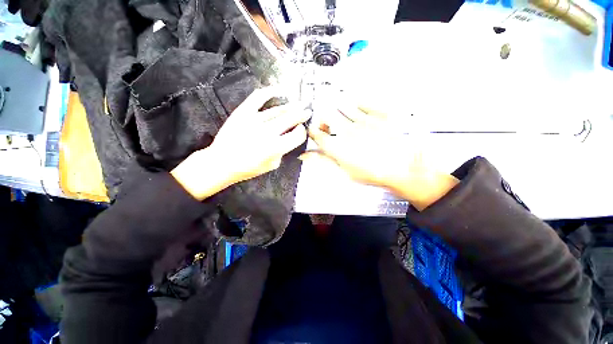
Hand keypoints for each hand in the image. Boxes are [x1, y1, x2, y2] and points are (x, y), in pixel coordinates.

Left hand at [172, 87, 309, 199]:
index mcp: (276, 148)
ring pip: (278, 110)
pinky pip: (258, 97)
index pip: (297, 135)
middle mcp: (268, 132)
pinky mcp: (243, 112)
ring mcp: (255, 120)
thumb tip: (289, 139)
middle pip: (291, 119)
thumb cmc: (248, 168)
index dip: (302, 132)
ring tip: (298, 104)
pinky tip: (279, 90)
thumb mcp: (272, 165)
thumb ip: (283, 152)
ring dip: (291, 107)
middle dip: (302, 115)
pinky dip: (270, 91)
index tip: (301, 130)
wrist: (222, 162)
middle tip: (307, 111)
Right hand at [301, 106, 457, 209]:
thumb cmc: (373, 173)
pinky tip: (359, 111)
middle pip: (327, 116)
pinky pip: (363, 102)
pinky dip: (358, 104)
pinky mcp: (378, 114)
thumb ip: (323, 161)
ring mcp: (363, 119)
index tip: (314, 132)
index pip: (317, 134)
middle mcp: (346, 130)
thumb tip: (304, 155)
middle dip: (325, 120)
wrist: (404, 167)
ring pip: (342, 107)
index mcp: (337, 146)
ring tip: (348, 120)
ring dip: (340, 112)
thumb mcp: (344, 172)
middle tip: (331, 127)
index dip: (313, 131)